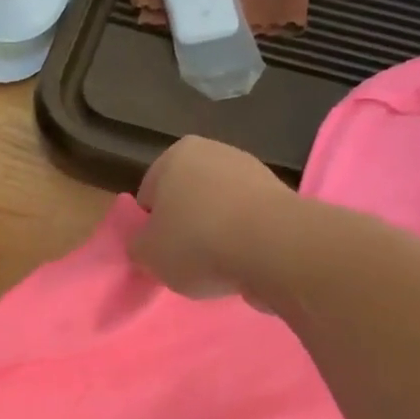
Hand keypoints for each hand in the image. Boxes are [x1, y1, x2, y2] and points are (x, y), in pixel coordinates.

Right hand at [129, 136, 295, 300]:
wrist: (274, 248)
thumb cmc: (197, 243)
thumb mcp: (147, 254)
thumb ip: (138, 246)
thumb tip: (145, 243)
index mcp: (175, 155)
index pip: (149, 194)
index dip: (150, 227)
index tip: (158, 253)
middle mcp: (215, 151)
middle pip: (188, 198)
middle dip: (185, 227)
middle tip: (185, 262)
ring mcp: (253, 171)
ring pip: (220, 210)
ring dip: (216, 235)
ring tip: (218, 267)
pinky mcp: (282, 196)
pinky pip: (249, 223)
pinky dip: (244, 241)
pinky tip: (244, 262)